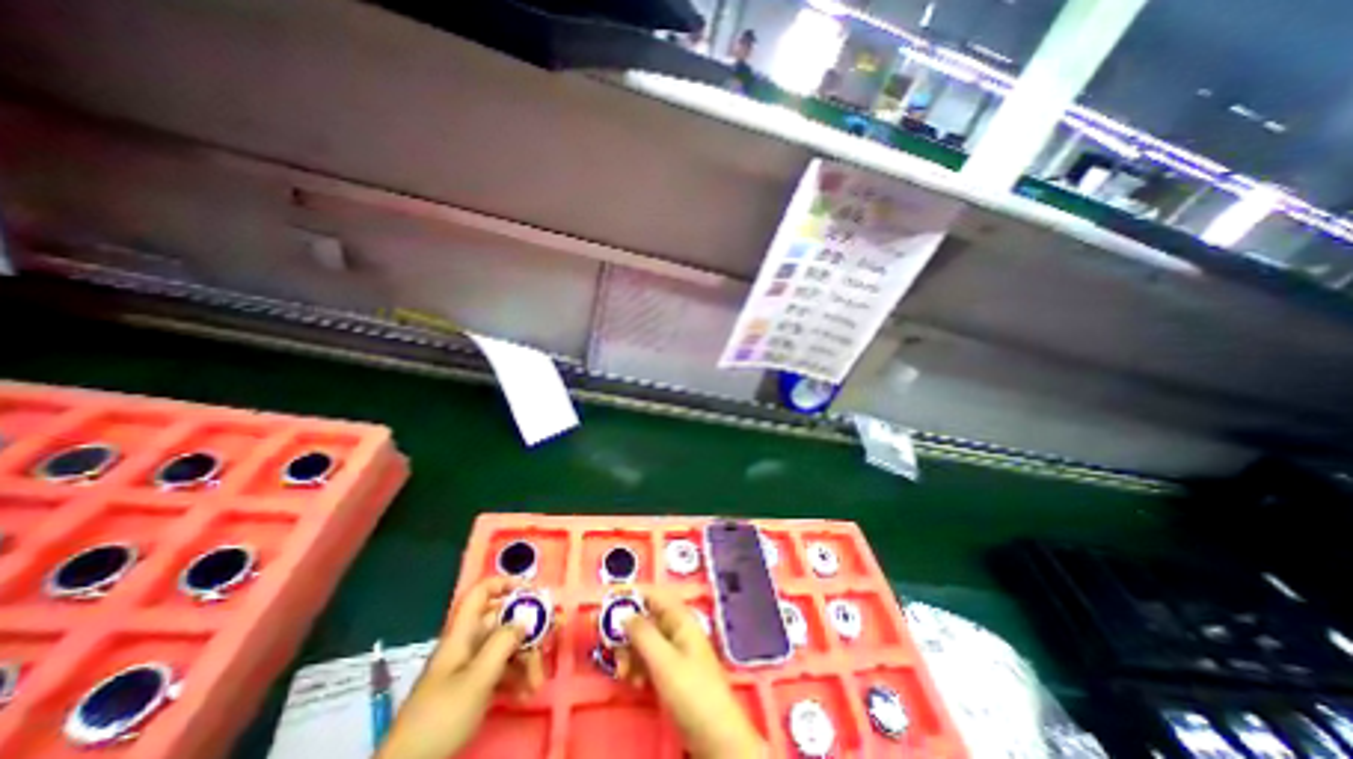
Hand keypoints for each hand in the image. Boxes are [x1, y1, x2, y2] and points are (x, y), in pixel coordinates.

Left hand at [372, 577, 545, 758]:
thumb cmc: (442, 716)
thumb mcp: (477, 678)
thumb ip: (503, 643)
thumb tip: (526, 618)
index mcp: (463, 633)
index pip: (482, 592)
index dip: (507, 584)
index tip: (533, 592)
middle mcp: (467, 644)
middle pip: (502, 621)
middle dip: (528, 631)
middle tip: (548, 641)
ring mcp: (469, 667)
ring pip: (505, 647)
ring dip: (526, 660)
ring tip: (537, 682)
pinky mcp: (472, 688)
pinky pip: (501, 670)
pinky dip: (516, 677)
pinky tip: (526, 693)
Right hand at [619, 588, 765, 758]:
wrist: (715, 735)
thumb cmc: (691, 691)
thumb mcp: (663, 661)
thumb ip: (642, 634)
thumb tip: (622, 612)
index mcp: (680, 618)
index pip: (652, 595)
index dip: (630, 594)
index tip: (606, 601)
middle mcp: (676, 629)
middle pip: (645, 618)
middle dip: (625, 630)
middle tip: (607, 645)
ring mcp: (674, 651)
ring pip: (643, 640)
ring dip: (629, 652)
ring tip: (622, 673)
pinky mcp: (671, 671)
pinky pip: (647, 659)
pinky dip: (636, 667)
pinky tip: (633, 683)